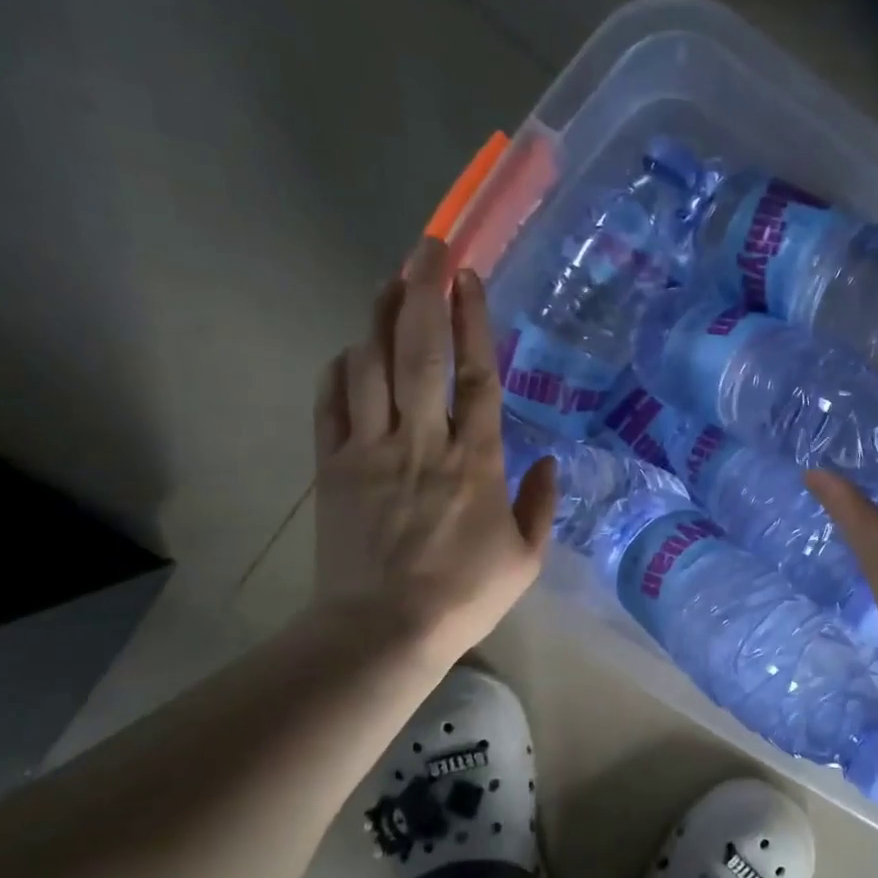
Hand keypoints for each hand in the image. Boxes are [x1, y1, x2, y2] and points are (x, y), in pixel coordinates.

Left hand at [310, 237, 556, 665]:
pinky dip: (340, 368)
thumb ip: (539, 506)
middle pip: (420, 352)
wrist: (382, 630)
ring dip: (381, 316)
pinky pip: (331, 403)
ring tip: (392, 281)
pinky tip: (351, 348)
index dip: (474, 321)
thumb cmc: (464, 597)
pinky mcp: (333, 467)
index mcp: (476, 462)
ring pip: (371, 365)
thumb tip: (546, 462)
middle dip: (424, 292)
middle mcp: (422, 442)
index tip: (470, 277)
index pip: (477, 376)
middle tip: (427, 247)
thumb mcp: (525, 560)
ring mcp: (370, 450)